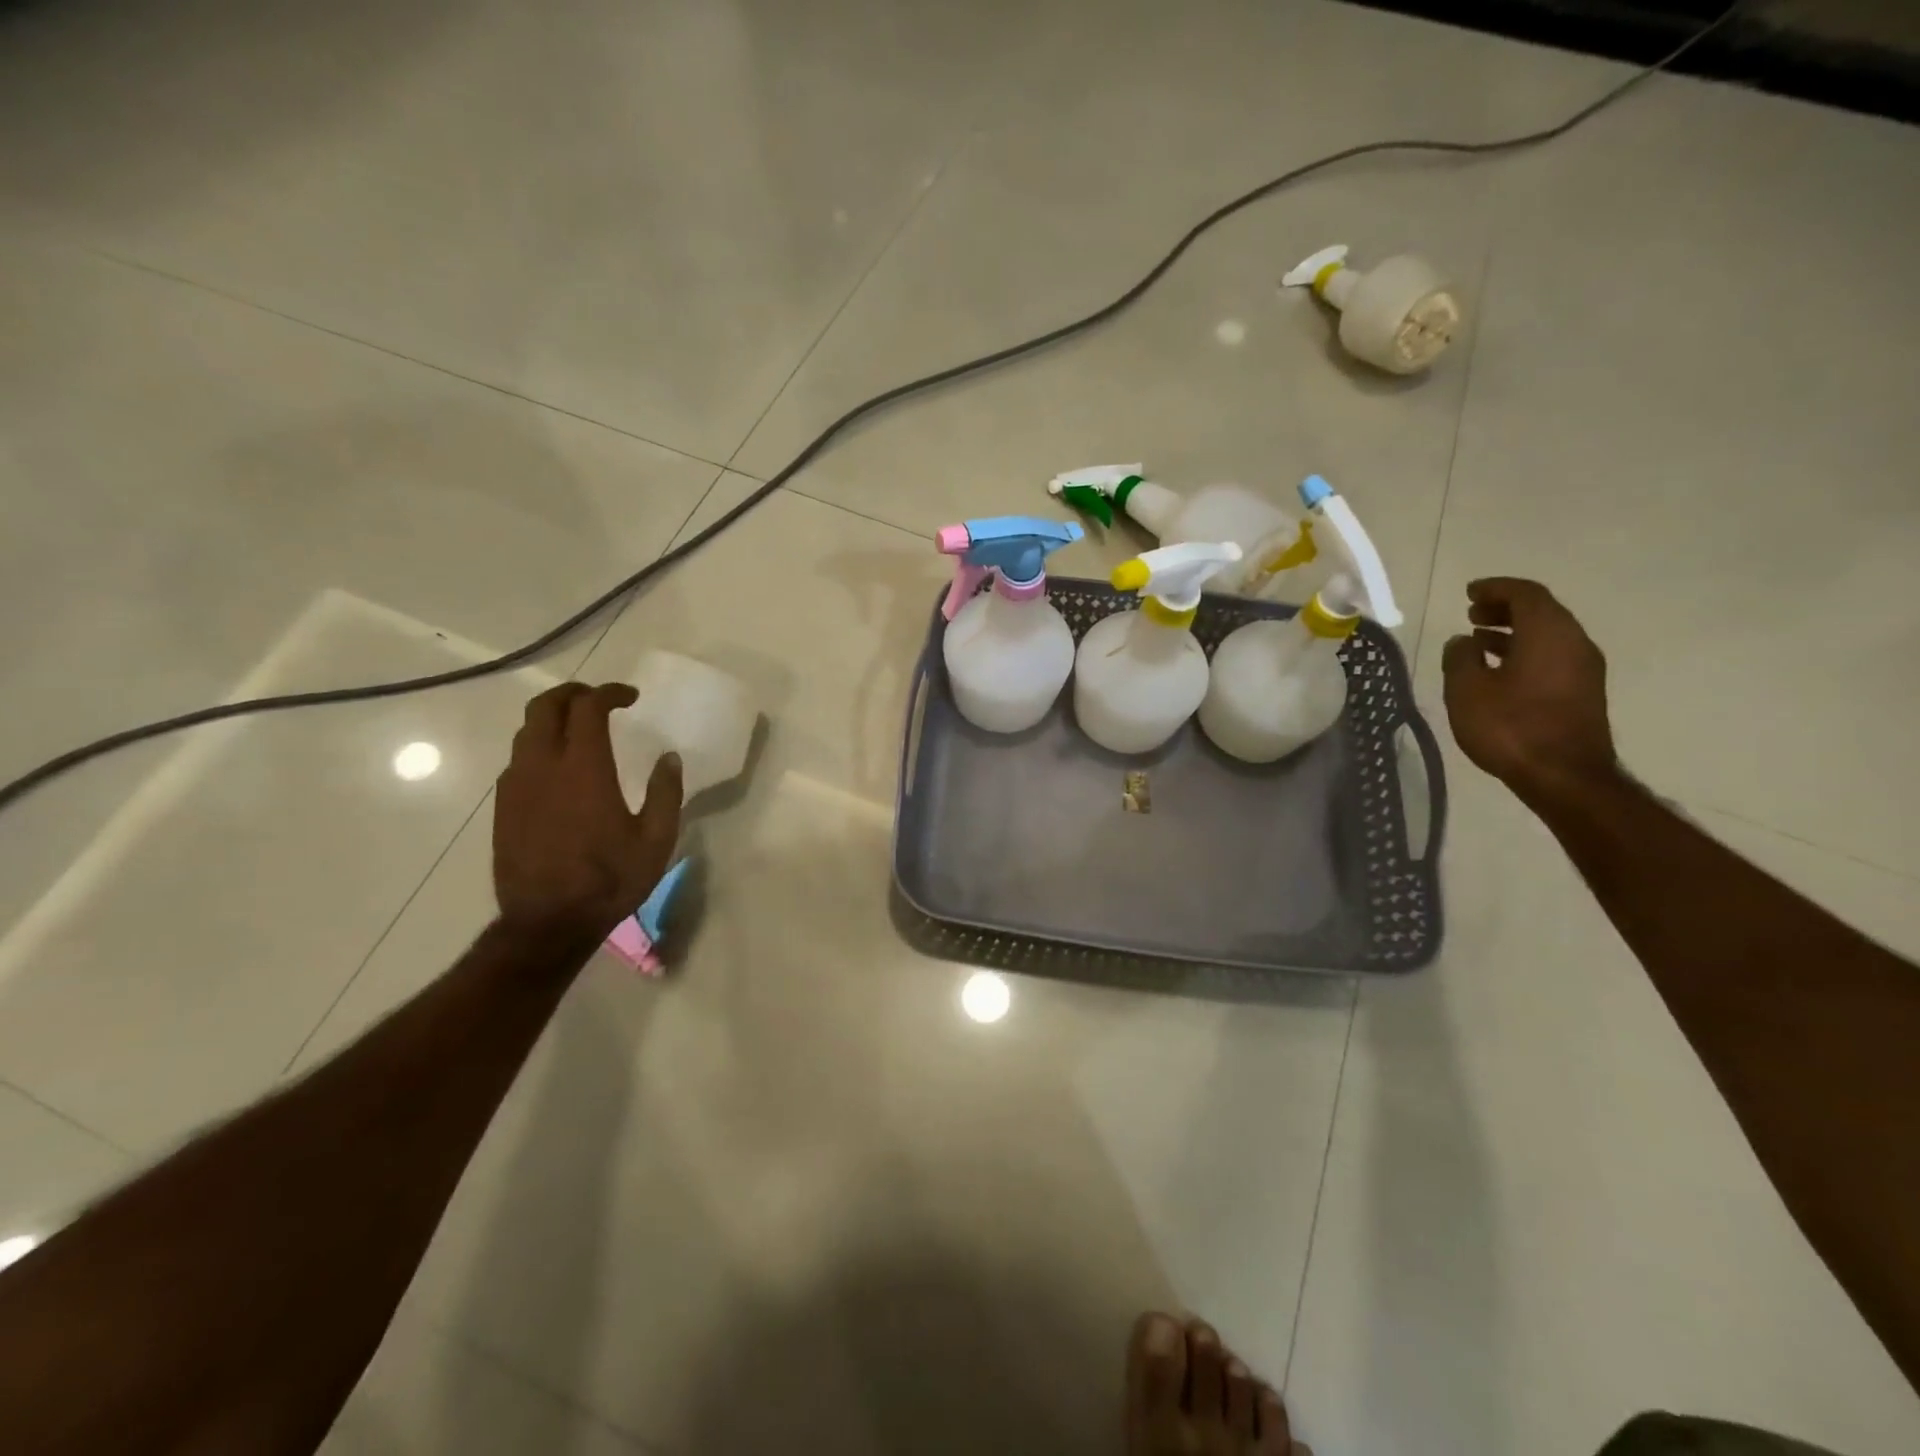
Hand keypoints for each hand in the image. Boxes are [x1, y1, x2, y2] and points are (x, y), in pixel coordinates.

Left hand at [493, 682, 682, 946]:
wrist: (547, 923)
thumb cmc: (609, 880)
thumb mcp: (655, 840)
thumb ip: (664, 793)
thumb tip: (668, 757)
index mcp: (583, 769)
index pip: (588, 708)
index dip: (609, 693)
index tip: (630, 697)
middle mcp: (543, 766)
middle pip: (545, 707)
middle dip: (573, 694)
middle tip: (599, 700)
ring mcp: (516, 786)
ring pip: (526, 731)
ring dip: (552, 719)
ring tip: (579, 730)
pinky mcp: (504, 807)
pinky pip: (518, 760)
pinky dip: (538, 747)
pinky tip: (558, 769)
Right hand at [1441, 578, 1616, 805]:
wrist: (1564, 777)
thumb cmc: (1510, 727)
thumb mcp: (1467, 690)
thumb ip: (1460, 659)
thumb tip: (1462, 642)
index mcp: (1548, 633)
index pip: (1525, 594)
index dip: (1496, 588)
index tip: (1469, 591)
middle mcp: (1574, 642)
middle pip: (1541, 611)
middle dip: (1505, 608)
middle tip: (1471, 613)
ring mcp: (1583, 668)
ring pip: (1547, 634)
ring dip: (1514, 631)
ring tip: (1479, 640)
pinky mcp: (1582, 691)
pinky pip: (1552, 655)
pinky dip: (1525, 650)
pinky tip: (1498, 668)